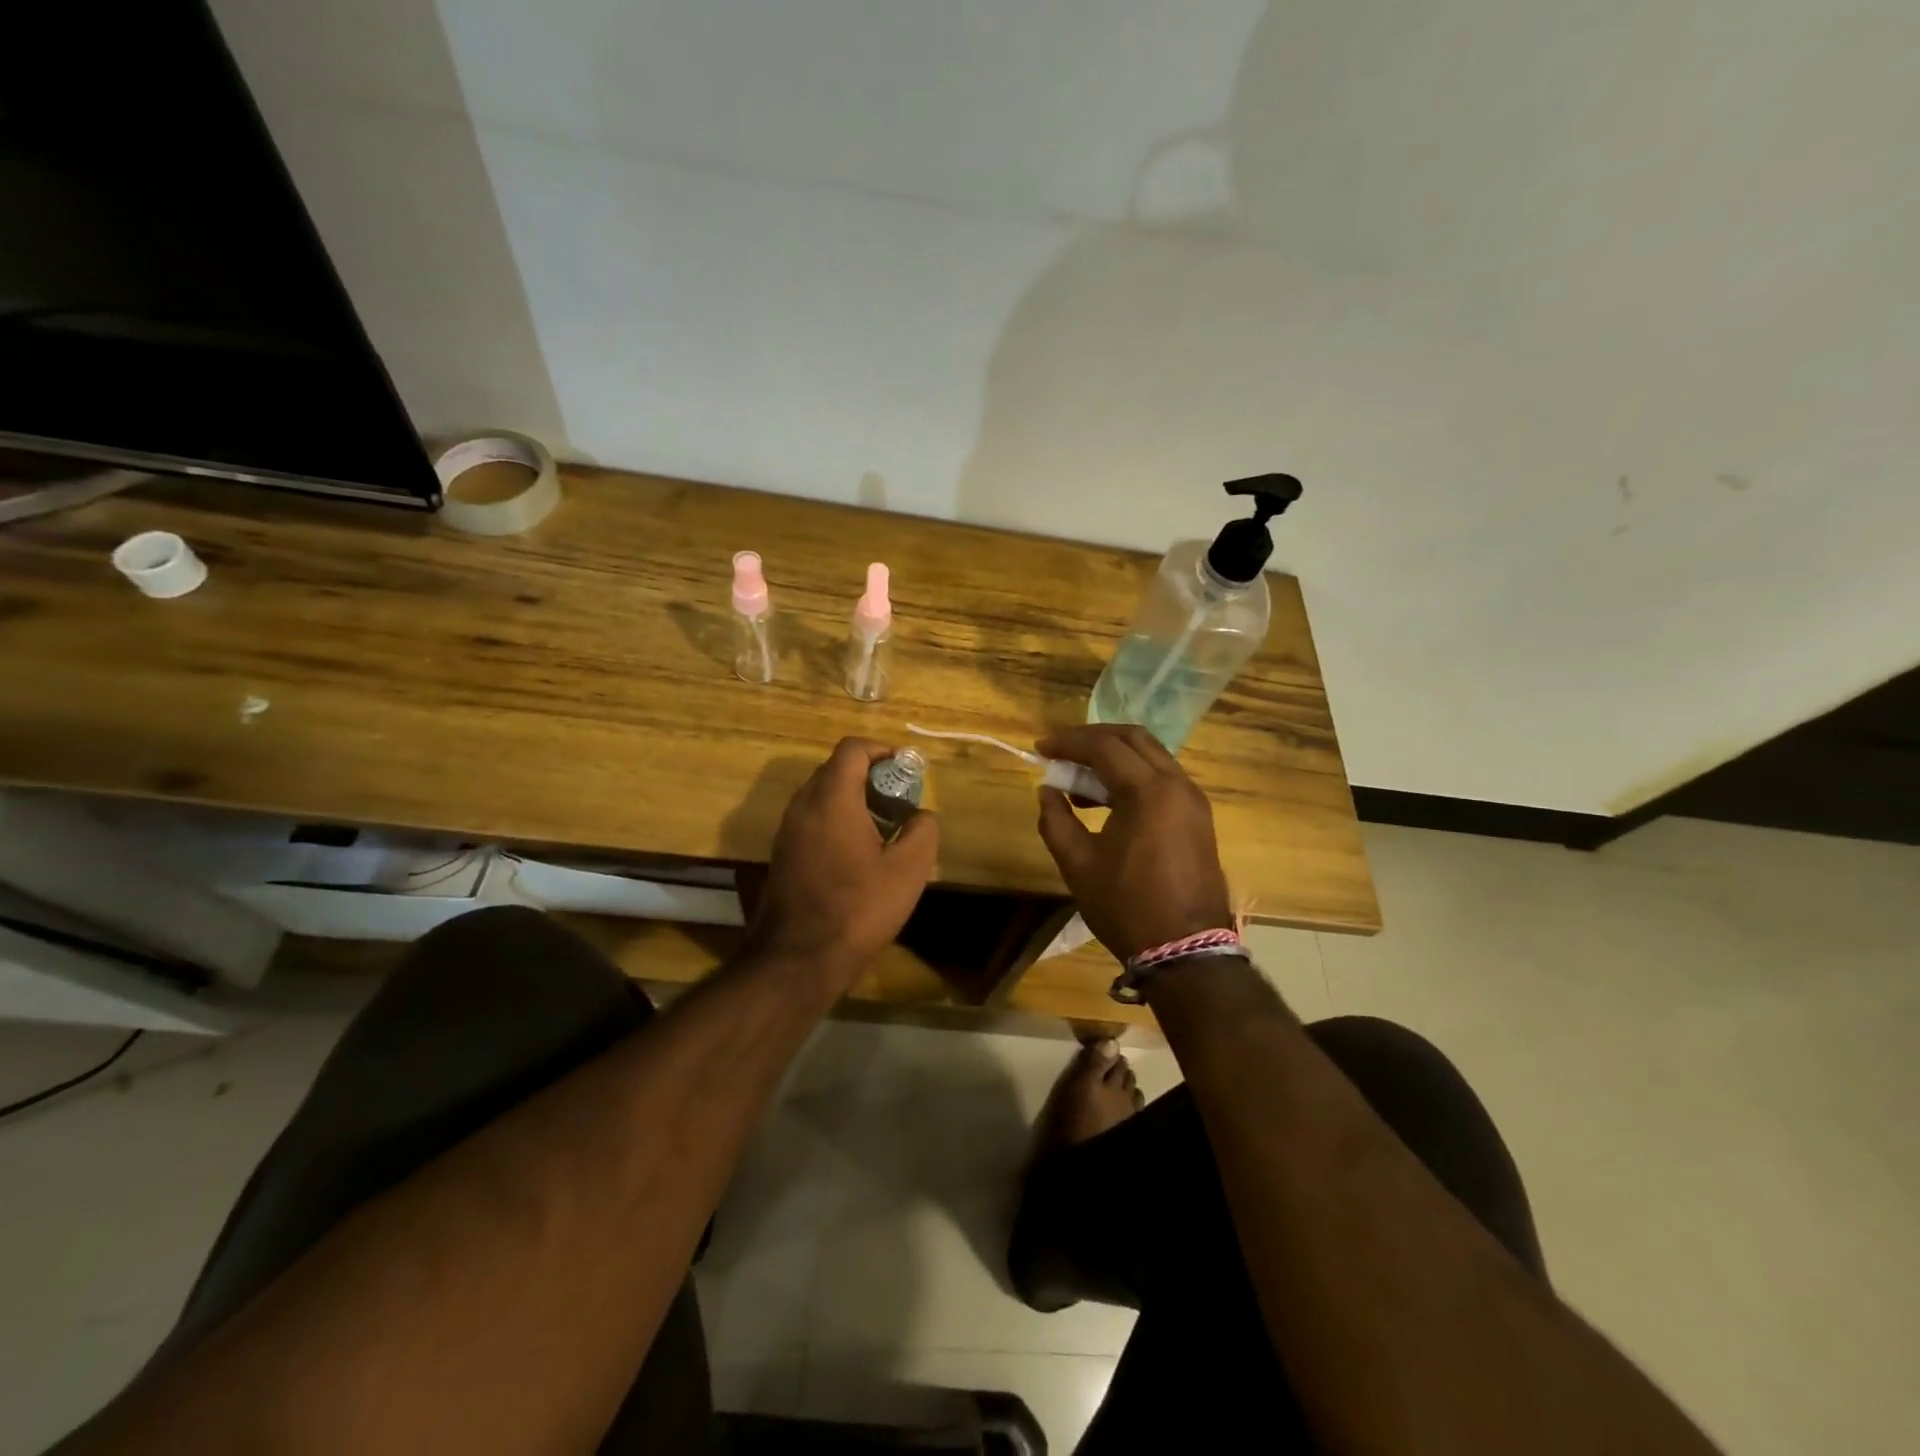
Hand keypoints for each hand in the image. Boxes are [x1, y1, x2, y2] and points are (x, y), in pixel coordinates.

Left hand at [745, 738, 939, 989]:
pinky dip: (834, 820)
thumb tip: (921, 816)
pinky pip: (810, 819)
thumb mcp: (908, 871)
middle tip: (898, 801)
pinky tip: (856, 854)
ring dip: (851, 799)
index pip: (852, 750)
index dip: (881, 751)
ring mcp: (787, 831)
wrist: (798, 959)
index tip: (904, 770)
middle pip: (835, 769)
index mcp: (832, 799)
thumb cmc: (857, 909)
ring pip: (820, 795)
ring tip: (881, 827)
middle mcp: (803, 806)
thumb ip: (922, 832)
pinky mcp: (782, 854)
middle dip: (868, 776)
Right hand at [1034, 724, 1234, 964]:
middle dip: (1094, 738)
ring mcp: (1193, 800)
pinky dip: (1134, 776)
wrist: (1186, 950)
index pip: (1103, 747)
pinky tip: (1108, 800)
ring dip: (1115, 757)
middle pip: (1133, 738)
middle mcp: (1177, 784)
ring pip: (1151, 757)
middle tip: (1062, 751)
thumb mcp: (1078, 864)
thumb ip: (1056, 820)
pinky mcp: (1198, 818)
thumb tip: (1048, 791)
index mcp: (1148, 791)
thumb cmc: (1127, 906)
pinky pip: (1163, 779)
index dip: (1068, 743)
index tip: (1041, 748)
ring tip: (1079, 780)